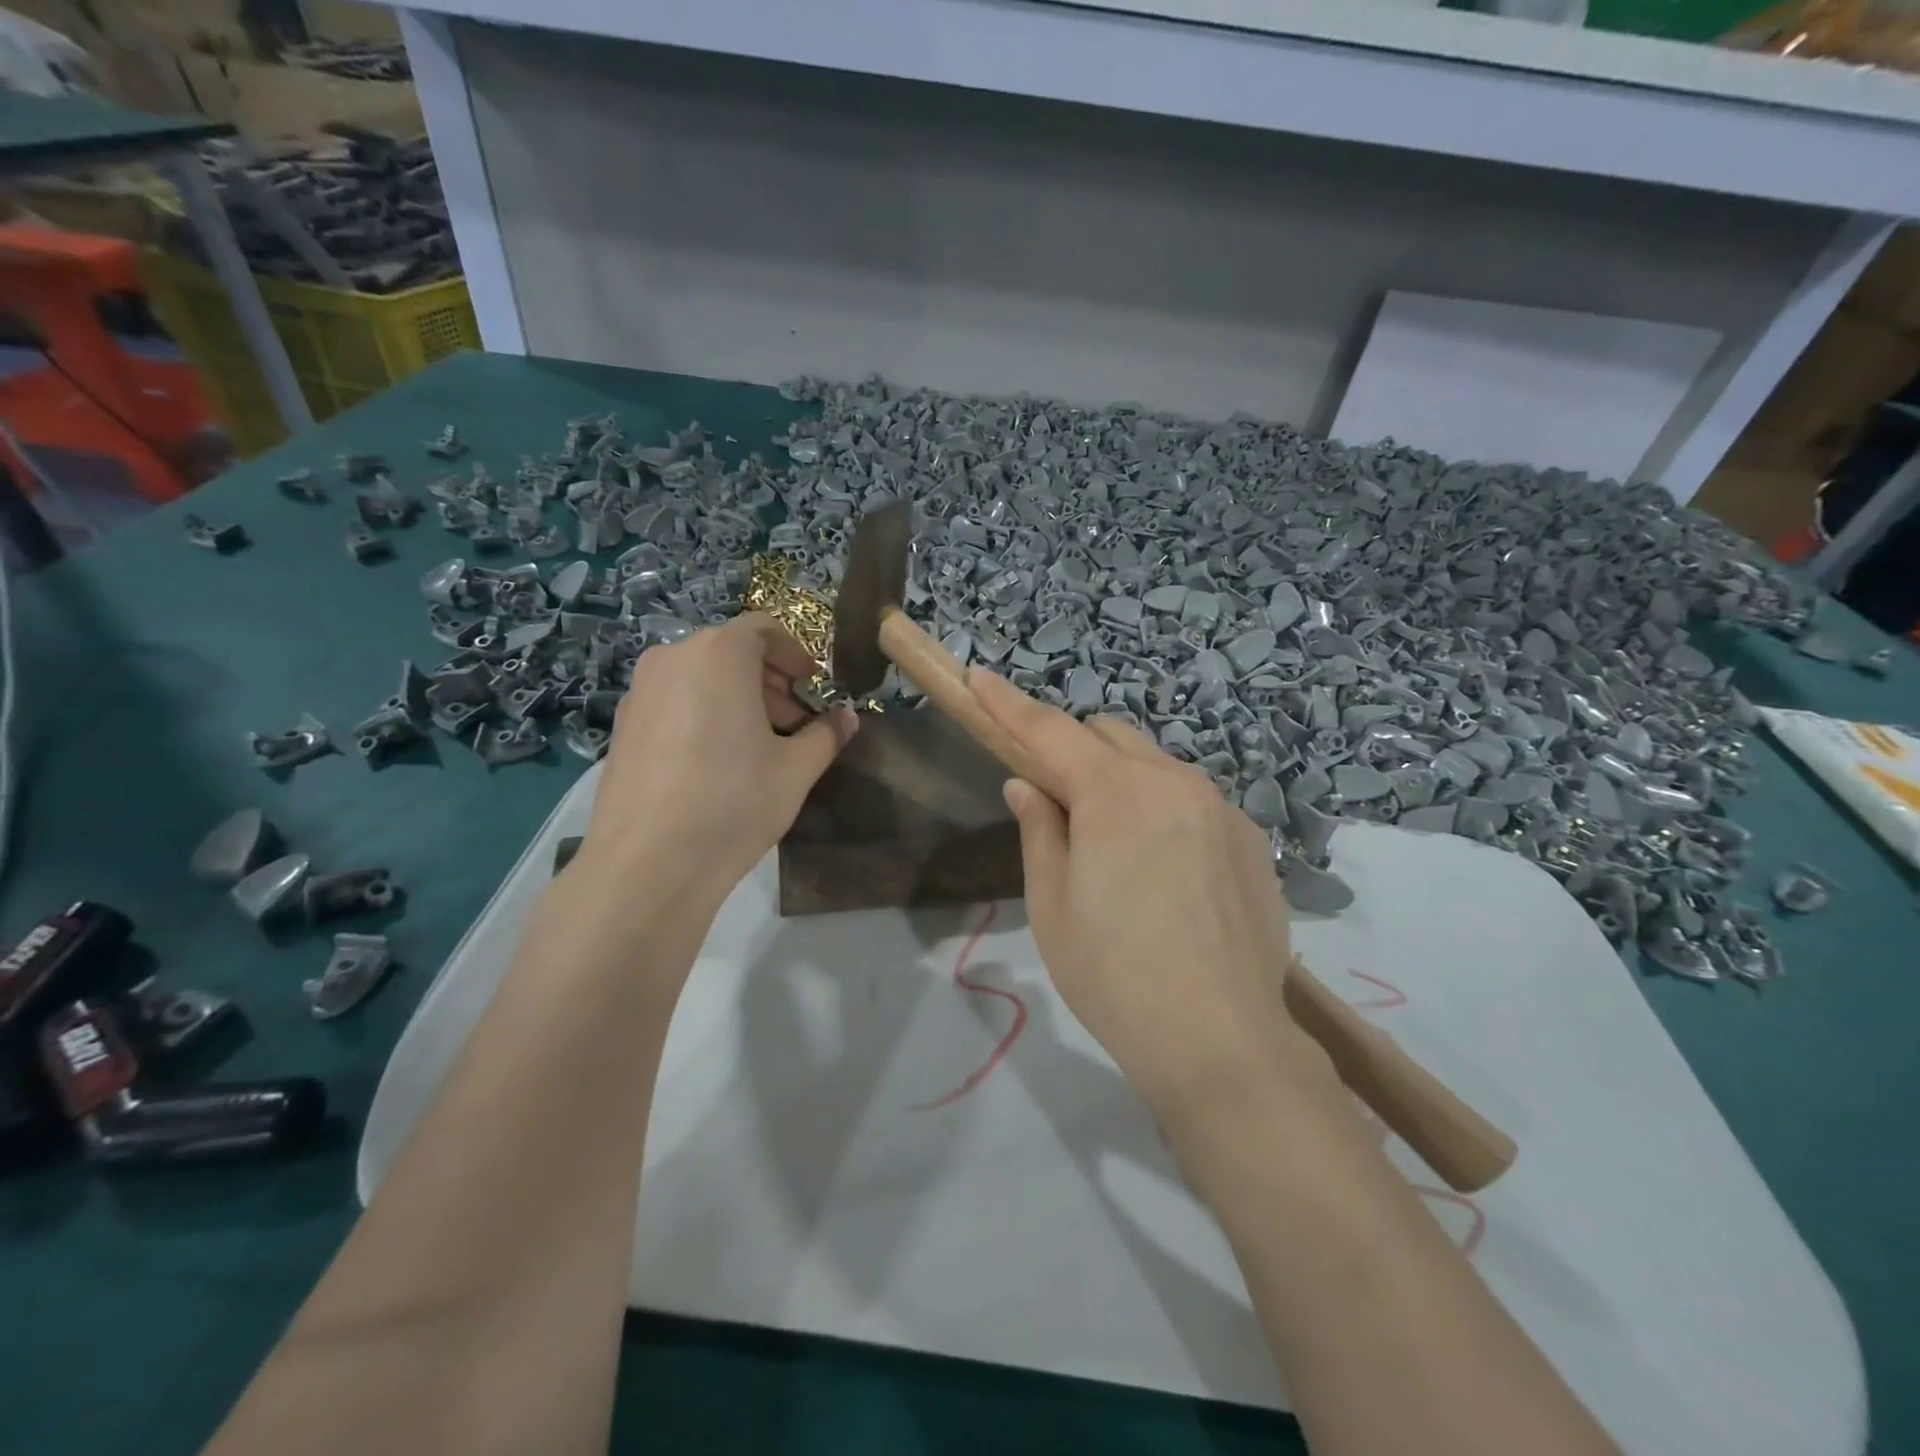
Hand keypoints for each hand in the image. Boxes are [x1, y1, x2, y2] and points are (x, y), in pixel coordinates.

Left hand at [580, 614, 857, 895]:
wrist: (648, 864)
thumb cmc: (734, 802)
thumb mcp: (796, 769)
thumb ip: (827, 734)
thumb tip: (848, 718)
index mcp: (719, 654)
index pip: (764, 629)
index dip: (795, 654)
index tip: (813, 688)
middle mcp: (673, 658)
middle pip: (731, 651)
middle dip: (769, 680)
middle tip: (794, 722)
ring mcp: (640, 691)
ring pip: (701, 675)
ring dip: (737, 697)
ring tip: (759, 745)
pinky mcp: (623, 724)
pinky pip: (675, 700)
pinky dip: (704, 712)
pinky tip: (717, 762)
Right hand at [970, 668, 1326, 1116]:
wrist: (1222, 1042)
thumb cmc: (1115, 976)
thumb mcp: (1052, 905)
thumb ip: (1040, 830)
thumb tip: (1026, 785)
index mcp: (1115, 793)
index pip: (1049, 730)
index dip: (1007, 704)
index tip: (979, 676)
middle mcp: (1173, 781)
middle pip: (1108, 734)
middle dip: (1071, 747)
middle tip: (1052, 795)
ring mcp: (1220, 807)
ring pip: (1155, 764)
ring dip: (1120, 778)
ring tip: (1112, 842)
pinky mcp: (1250, 838)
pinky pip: (1192, 799)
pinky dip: (1162, 808)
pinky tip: (1165, 870)